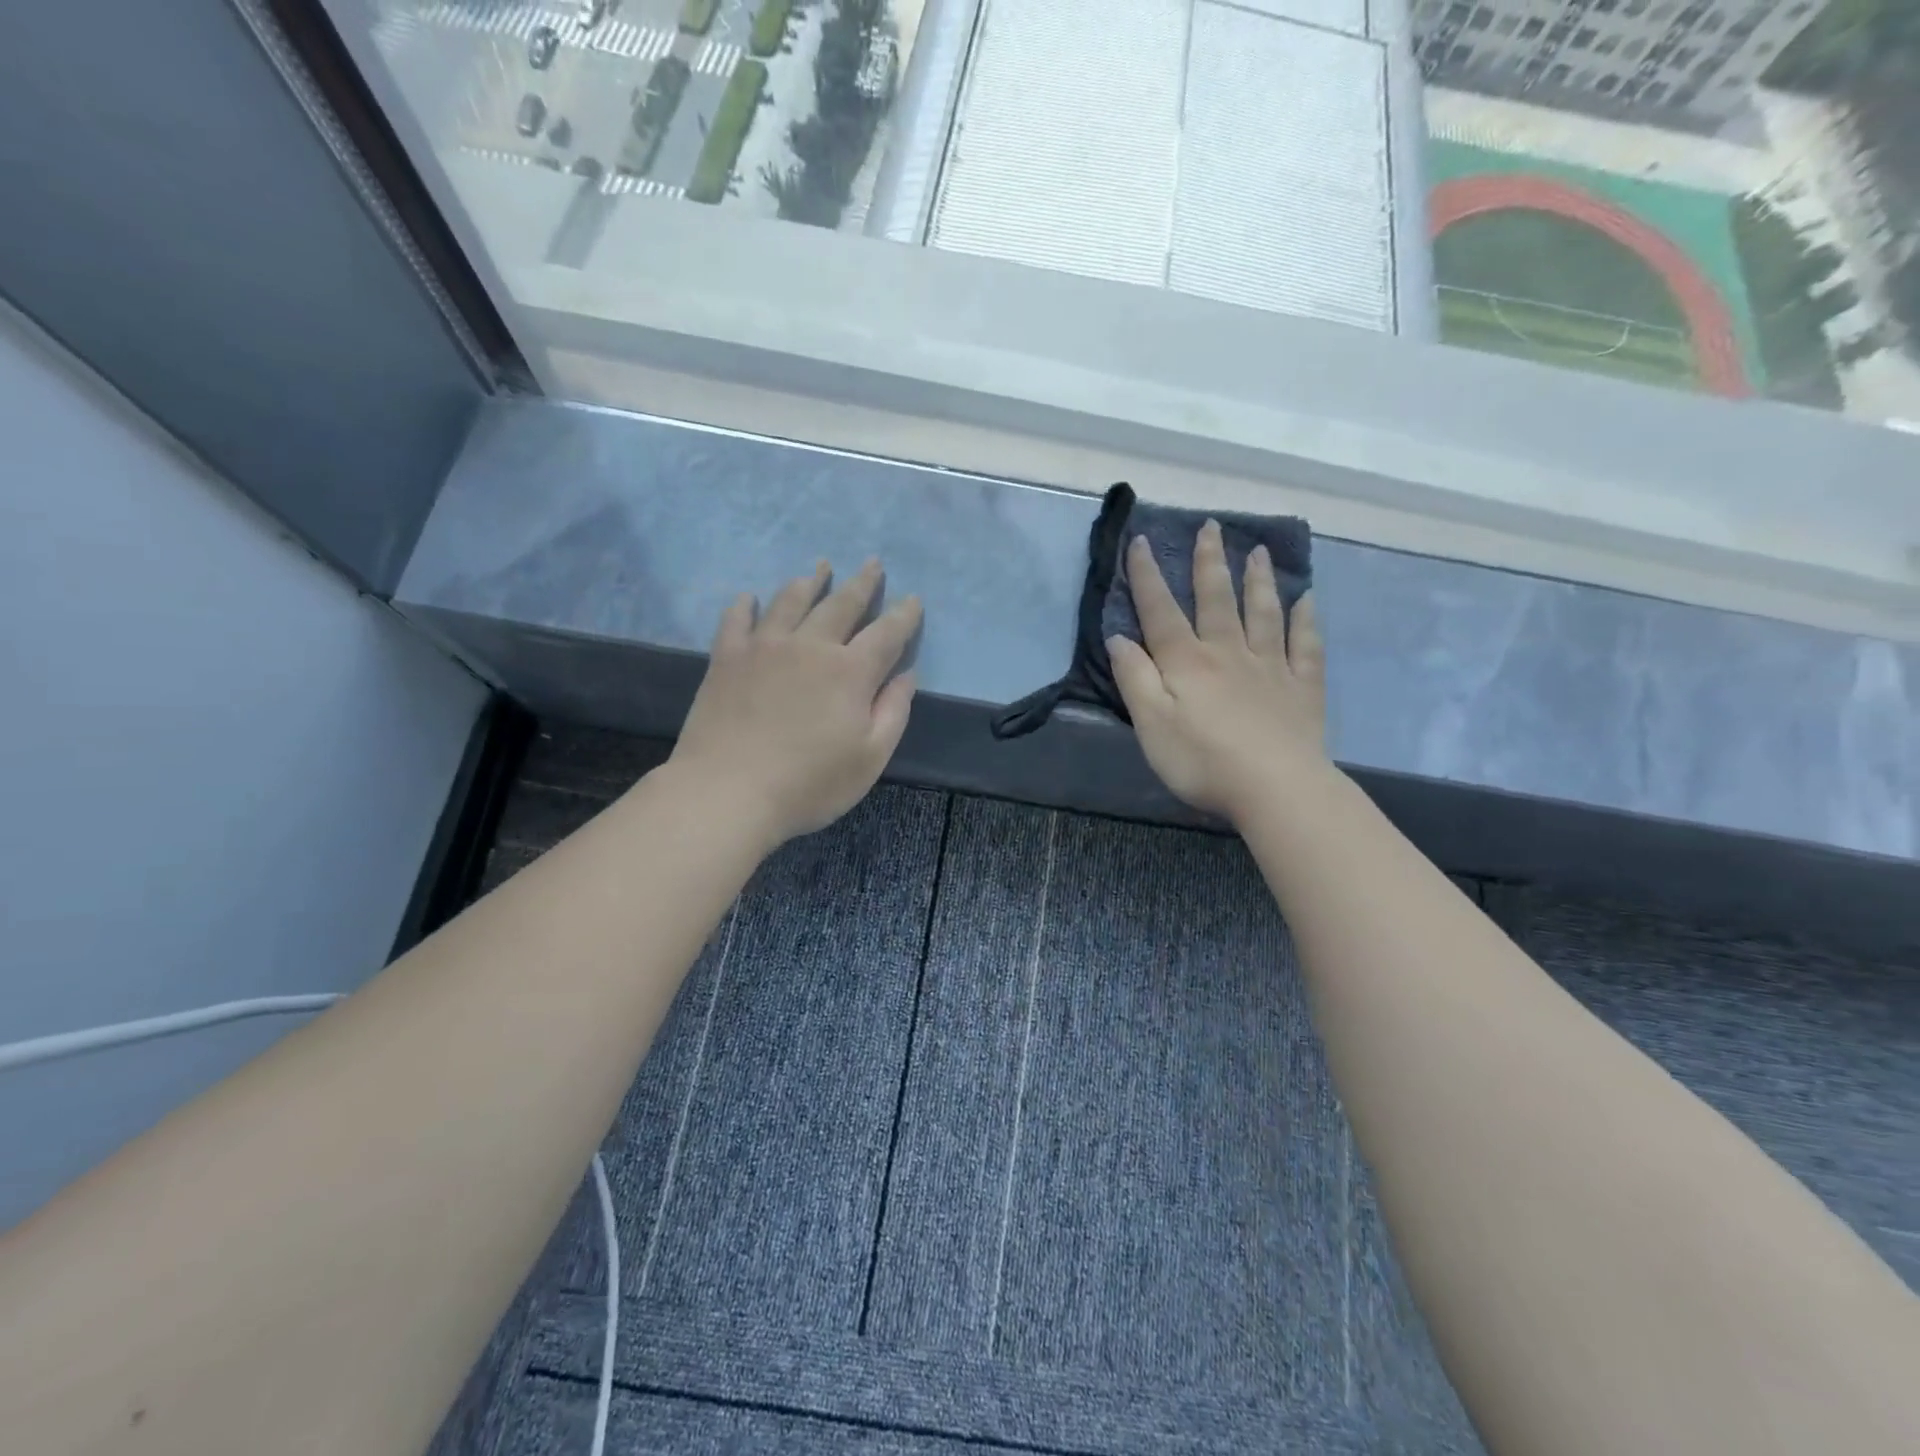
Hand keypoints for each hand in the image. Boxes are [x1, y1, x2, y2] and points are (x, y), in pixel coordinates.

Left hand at [670, 559, 921, 844]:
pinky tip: (749, 597)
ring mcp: (764, 647)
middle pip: (842, 604)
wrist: (728, 792)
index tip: (914, 598)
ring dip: (809, 582)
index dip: (904, 615)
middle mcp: (810, 646)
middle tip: (873, 563)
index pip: (887, 633)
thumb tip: (906, 675)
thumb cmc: (809, 784)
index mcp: (850, 672)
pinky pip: (737, 620)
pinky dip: (745, 605)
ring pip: (791, 601)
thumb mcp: (870, 759)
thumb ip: (893, 712)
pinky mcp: (727, 658)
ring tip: (819, 568)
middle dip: (862, 583)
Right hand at [1107, 522, 1326, 820]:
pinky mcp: (1303, 688)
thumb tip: (1119, 638)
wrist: (1276, 788)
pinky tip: (1307, 600)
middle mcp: (1229, 652)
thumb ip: (1135, 678)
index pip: (1161, 611)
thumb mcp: (1151, 724)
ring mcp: (1271, 667)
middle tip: (1212, 527)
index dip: (1148, 576)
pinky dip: (1306, 619)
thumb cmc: (1202, 761)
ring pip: (1264, 612)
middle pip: (1217, 599)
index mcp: (1187, 662)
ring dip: (1259, 580)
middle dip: (1210, 562)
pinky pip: (1306, 645)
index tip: (1142, 541)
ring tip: (1258, 551)